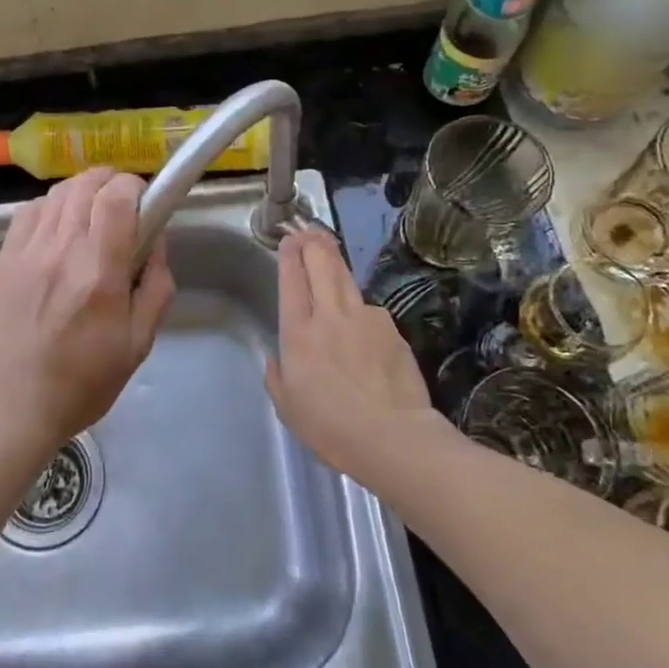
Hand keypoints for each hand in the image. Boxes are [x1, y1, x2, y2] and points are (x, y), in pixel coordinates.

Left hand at [0, 168, 174, 451]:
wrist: (14, 404)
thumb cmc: (84, 381)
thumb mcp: (139, 343)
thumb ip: (156, 287)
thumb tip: (157, 242)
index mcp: (100, 272)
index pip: (116, 196)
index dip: (135, 187)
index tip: (144, 203)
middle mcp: (62, 250)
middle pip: (87, 183)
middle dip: (112, 183)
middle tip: (123, 207)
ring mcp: (28, 250)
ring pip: (58, 191)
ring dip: (83, 191)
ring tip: (92, 213)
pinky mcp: (5, 258)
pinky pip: (30, 209)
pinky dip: (52, 205)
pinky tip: (59, 226)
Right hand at [266, 227, 448, 482]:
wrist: (392, 437)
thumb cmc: (330, 426)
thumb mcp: (288, 407)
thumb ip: (277, 377)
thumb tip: (276, 360)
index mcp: (298, 332)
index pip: (292, 280)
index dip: (290, 255)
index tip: (289, 239)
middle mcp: (330, 315)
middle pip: (321, 264)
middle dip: (313, 243)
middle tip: (309, 231)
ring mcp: (365, 317)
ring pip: (346, 278)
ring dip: (336, 263)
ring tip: (330, 253)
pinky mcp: (391, 329)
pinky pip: (370, 310)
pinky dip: (361, 308)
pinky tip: (362, 323)